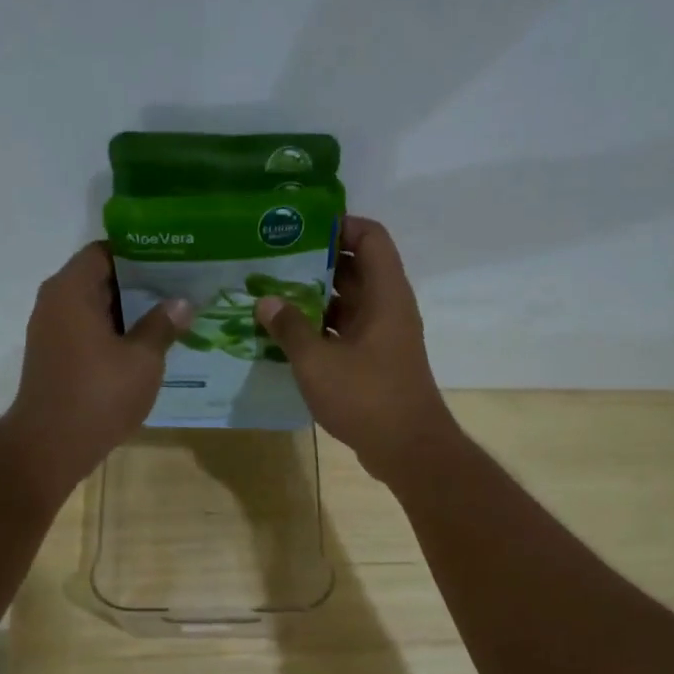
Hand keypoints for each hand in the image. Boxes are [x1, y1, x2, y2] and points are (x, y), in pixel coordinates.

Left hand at [4, 243, 190, 494]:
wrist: (51, 445)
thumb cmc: (99, 395)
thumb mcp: (142, 360)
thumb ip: (162, 326)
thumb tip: (181, 303)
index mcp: (72, 290)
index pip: (106, 251)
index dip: (140, 254)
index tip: (173, 261)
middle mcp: (55, 302)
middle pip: (100, 278)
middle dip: (139, 284)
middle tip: (180, 288)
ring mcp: (50, 332)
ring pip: (94, 308)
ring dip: (128, 313)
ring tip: (169, 317)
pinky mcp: (54, 358)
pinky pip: (87, 332)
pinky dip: (113, 334)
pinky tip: (145, 347)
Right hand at [254, 216, 457, 483]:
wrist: (407, 448)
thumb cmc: (366, 397)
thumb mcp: (318, 361)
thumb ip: (290, 328)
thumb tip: (266, 301)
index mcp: (385, 294)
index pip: (370, 237)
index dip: (339, 225)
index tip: (299, 229)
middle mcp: (388, 308)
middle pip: (354, 269)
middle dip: (315, 263)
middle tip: (272, 263)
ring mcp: (383, 337)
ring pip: (347, 304)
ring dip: (313, 300)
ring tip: (271, 298)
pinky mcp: (375, 362)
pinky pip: (345, 332)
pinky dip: (320, 330)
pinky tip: (286, 337)